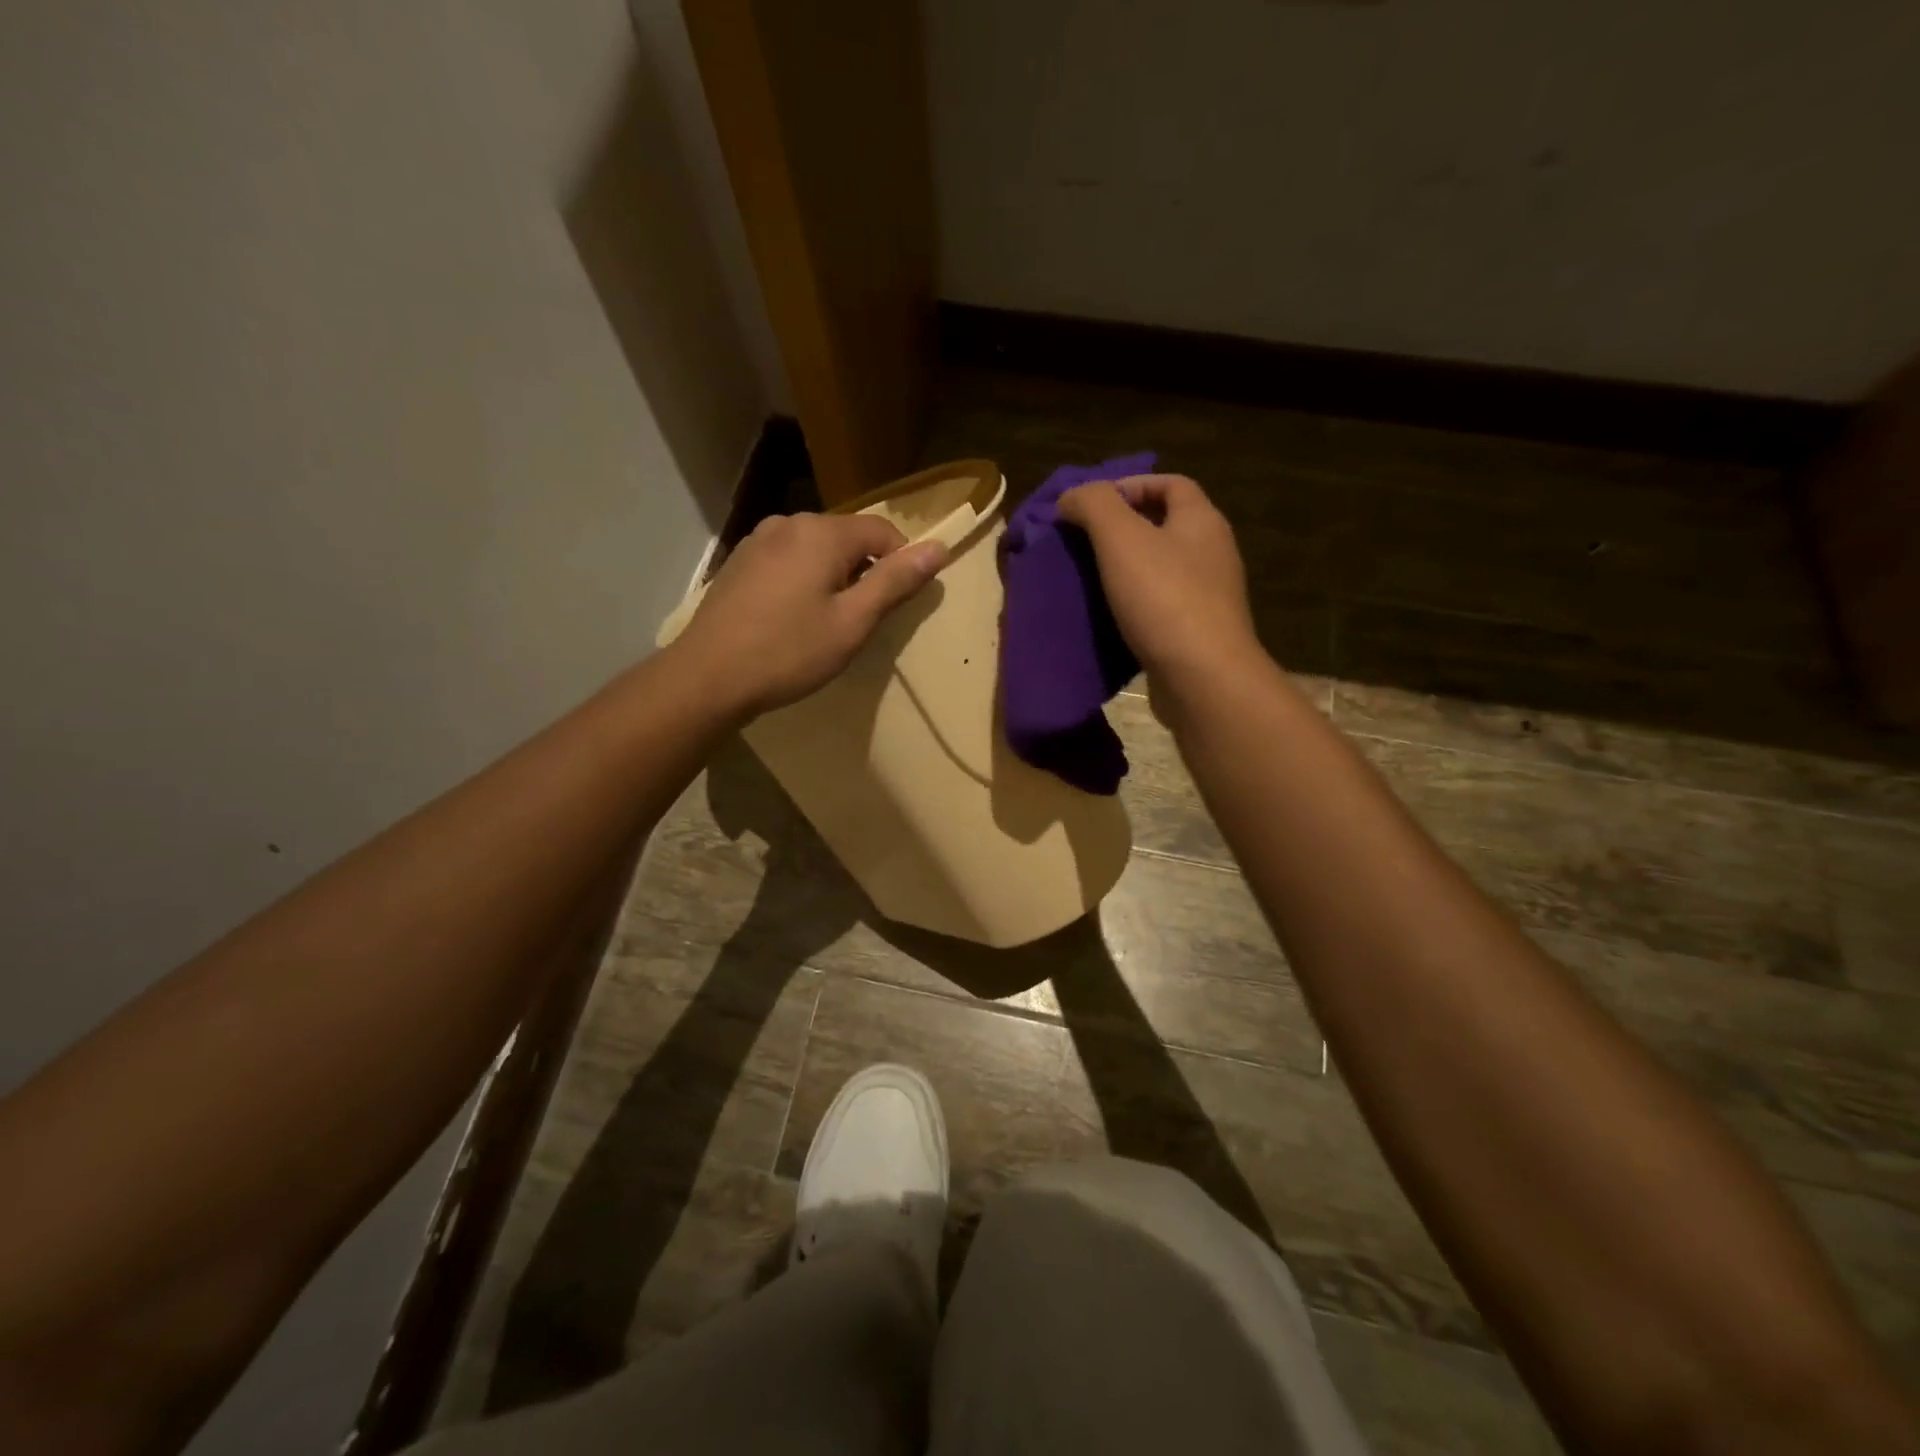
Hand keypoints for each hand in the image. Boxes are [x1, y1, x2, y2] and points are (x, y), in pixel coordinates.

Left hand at [672, 511, 947, 717]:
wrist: (708, 676)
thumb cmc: (789, 652)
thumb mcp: (853, 622)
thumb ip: (896, 582)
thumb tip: (939, 548)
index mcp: (823, 532)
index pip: (883, 531)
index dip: (901, 563)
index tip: (898, 605)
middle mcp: (790, 522)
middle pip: (848, 537)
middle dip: (864, 571)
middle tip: (860, 621)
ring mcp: (759, 539)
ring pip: (816, 550)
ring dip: (833, 577)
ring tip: (825, 623)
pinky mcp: (740, 561)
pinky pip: (788, 561)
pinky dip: (803, 581)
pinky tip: (791, 618)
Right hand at [1058, 474, 1262, 698]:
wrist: (1202, 679)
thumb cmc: (1164, 599)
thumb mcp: (1121, 539)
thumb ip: (1094, 505)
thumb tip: (1072, 496)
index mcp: (1202, 521)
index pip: (1171, 484)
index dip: (1130, 485)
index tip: (1089, 505)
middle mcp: (1211, 554)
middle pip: (1164, 527)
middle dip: (1121, 530)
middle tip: (1080, 544)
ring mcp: (1207, 598)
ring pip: (1160, 571)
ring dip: (1124, 571)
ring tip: (1085, 581)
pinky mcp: (1196, 635)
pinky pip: (1159, 609)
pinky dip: (1131, 608)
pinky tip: (1105, 619)